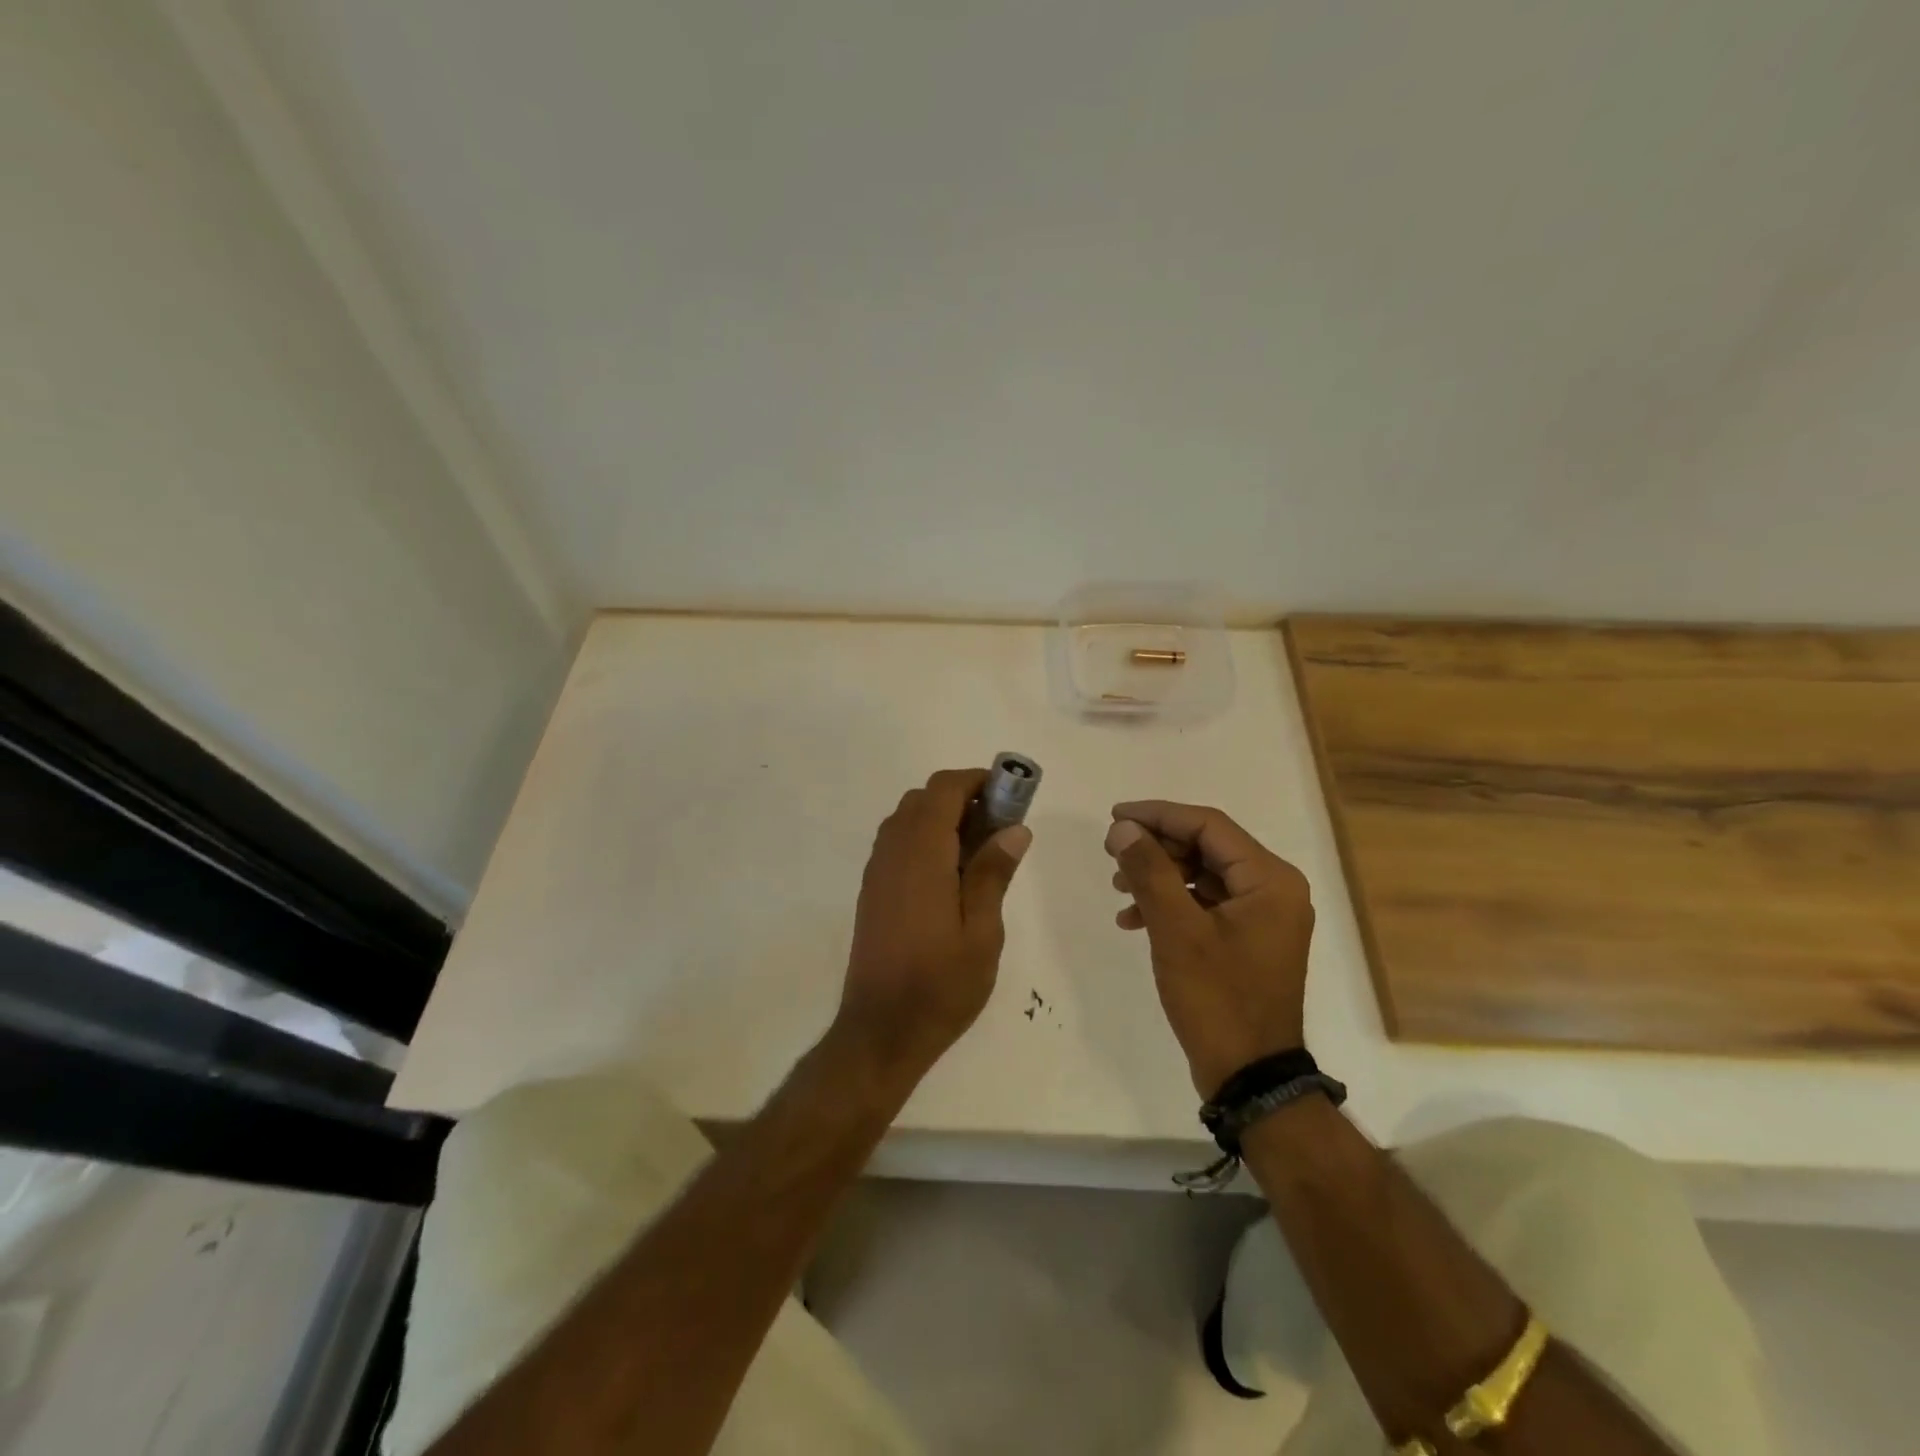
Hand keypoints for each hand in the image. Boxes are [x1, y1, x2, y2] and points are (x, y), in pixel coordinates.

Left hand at [836, 768, 1031, 1090]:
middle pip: (922, 799)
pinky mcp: (872, 891)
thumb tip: (1014, 829)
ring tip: (978, 852)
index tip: (1008, 795)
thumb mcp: (982, 932)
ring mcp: (877, 871)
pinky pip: (896, 843)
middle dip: (961, 798)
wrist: (880, 1031)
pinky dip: (923, 839)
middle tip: (998, 828)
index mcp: (922, 855)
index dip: (976, 781)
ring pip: (906, 819)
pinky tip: (949, 876)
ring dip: (940, 817)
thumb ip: (993, 874)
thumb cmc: (940, 985)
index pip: (943, 790)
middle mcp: (893, 852)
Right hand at [1105, 801, 1313, 1097]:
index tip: (1115, 817)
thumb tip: (1123, 828)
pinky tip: (1134, 919)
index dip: (1158, 815)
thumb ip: (1149, 871)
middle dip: (1156, 847)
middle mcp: (1274, 888)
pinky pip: (1205, 903)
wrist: (1249, 1075)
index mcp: (1270, 879)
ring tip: (1118, 888)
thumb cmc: (1217, 999)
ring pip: (1202, 874)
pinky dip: (1170, 904)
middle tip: (1112, 853)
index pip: (1208, 826)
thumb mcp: (1176, 930)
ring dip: (1158, 876)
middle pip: (1206, 847)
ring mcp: (1262, 915)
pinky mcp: (1247, 938)